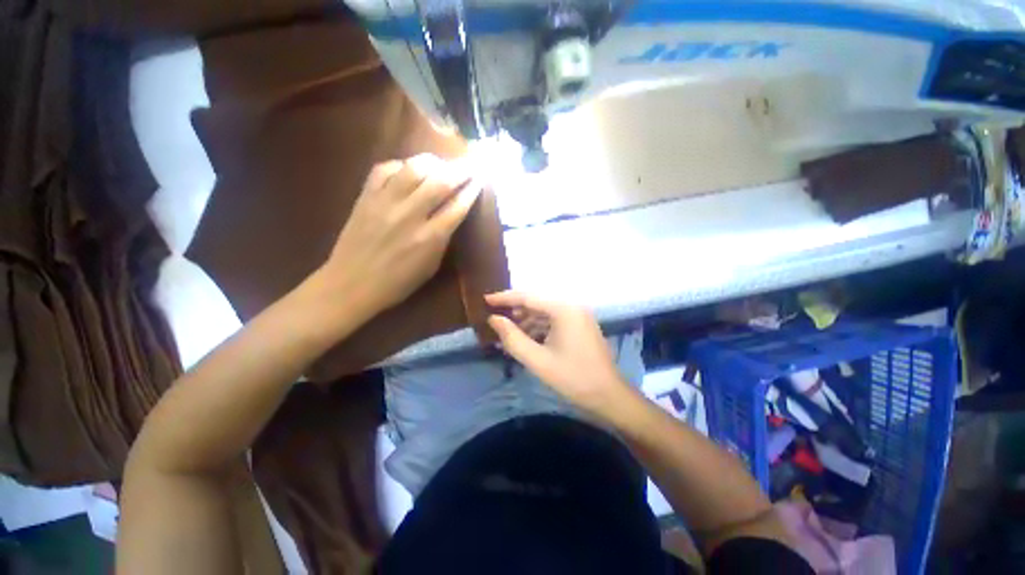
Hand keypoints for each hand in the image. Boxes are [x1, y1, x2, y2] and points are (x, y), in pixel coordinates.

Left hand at [318, 154, 481, 317]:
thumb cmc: (397, 283)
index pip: (458, 206)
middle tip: (470, 164)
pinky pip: (384, 169)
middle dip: (460, 170)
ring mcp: (385, 203)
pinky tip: (408, 168)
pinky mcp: (365, 196)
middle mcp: (410, 215)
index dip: (472, 190)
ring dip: (433, 162)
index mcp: (430, 238)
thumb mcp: (431, 266)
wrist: (350, 284)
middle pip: (441, 182)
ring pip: (414, 168)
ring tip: (441, 164)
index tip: (480, 179)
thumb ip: (443, 238)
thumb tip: (452, 214)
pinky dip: (401, 164)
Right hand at [485, 291, 633, 418]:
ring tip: (507, 333)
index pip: (528, 297)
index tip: (485, 299)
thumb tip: (493, 319)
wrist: (609, 396)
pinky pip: (553, 320)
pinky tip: (526, 339)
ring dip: (526, 321)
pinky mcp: (579, 325)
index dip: (505, 298)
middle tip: (494, 320)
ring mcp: (577, 315)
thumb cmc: (573, 378)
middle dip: (515, 311)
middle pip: (536, 302)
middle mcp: (572, 306)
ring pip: (544, 312)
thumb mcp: (538, 360)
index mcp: (564, 310)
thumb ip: (512, 338)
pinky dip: (538, 327)